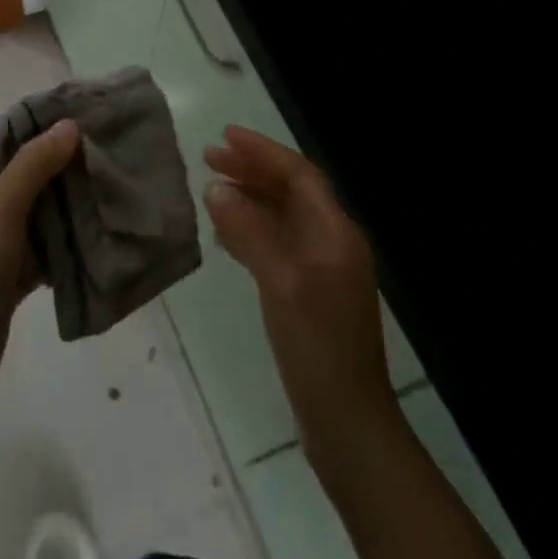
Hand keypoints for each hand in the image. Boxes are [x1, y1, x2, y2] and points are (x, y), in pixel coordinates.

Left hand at [0, 120, 80, 401]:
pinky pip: (36, 255)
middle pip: (21, 183)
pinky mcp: (2, 281)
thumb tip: (68, 124)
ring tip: (108, 197)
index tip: (86, 133)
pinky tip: (94, 241)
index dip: (43, 139)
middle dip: (60, 178)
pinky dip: (59, 250)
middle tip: (105, 166)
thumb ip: (34, 165)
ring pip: (32, 220)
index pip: (6, 149)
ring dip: (64, 214)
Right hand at [203, 126, 391, 462]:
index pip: (299, 174)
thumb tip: (216, 189)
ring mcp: (323, 270)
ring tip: (212, 188)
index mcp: (335, 233)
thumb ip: (248, 231)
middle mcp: (332, 243)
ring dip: (250, 198)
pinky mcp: (310, 294)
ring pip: (283, 217)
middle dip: (252, 171)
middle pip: (291, 192)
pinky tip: (225, 236)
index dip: (262, 152)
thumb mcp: (280, 281)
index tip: (225, 136)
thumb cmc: (317, 345)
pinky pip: (278, 245)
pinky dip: (251, 231)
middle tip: (209, 157)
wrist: (348, 423)